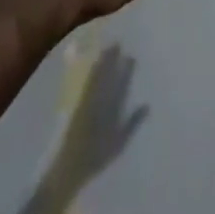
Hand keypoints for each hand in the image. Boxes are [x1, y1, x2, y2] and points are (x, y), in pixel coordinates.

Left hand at [58, 45, 149, 187]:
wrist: (67, 169)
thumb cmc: (96, 158)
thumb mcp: (120, 143)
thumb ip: (133, 123)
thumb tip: (147, 104)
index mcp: (111, 111)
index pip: (121, 86)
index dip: (125, 71)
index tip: (130, 56)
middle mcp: (98, 103)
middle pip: (106, 78)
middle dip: (111, 61)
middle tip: (116, 44)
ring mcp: (84, 104)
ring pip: (94, 79)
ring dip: (100, 63)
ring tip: (104, 50)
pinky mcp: (73, 107)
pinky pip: (82, 85)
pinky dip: (86, 74)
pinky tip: (88, 67)